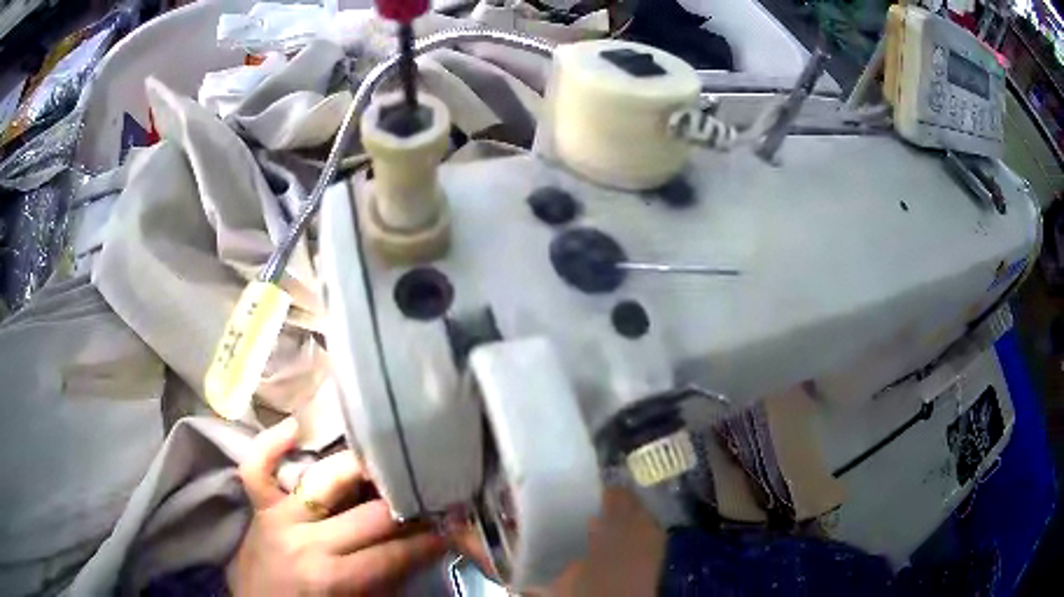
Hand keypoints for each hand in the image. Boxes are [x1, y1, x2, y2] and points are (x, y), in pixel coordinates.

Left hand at [226, 419, 446, 595]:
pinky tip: (295, 428)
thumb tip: (425, 547)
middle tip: (434, 493)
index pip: (395, 554)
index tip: (455, 524)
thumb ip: (389, 579)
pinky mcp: (259, 506)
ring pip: (325, 480)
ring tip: (388, 459)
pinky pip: (257, 468)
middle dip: (409, 505)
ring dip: (361, 469)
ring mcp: (279, 518)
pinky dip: (271, 445)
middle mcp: (307, 542)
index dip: (430, 540)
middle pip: (370, 515)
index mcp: (335, 578)